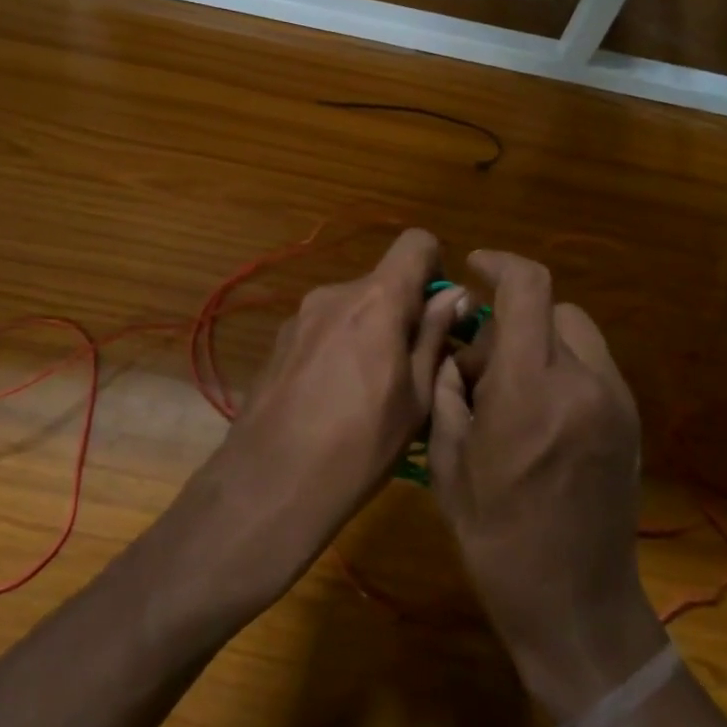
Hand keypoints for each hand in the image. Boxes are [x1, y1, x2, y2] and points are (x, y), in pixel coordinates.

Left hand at [198, 228, 466, 602]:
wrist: (270, 484)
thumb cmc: (360, 445)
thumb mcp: (416, 397)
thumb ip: (435, 336)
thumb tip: (456, 295)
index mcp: (376, 300)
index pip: (416, 242)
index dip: (436, 267)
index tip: (440, 313)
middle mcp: (335, 293)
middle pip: (384, 281)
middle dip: (405, 312)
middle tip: (414, 368)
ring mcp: (301, 316)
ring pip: (354, 307)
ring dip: (372, 331)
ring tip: (372, 391)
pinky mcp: (279, 341)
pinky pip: (325, 328)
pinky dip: (341, 346)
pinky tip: (334, 398)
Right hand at [430, 250, 669, 721]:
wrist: (576, 604)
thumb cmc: (497, 537)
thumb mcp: (450, 463)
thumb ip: (449, 390)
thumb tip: (456, 351)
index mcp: (531, 388)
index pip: (528, 288)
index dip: (500, 262)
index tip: (475, 266)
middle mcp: (582, 380)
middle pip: (553, 306)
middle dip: (513, 316)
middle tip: (483, 362)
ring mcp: (615, 400)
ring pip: (577, 332)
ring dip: (541, 339)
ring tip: (514, 388)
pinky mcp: (631, 420)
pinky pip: (594, 364)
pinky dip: (564, 365)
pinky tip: (542, 412)